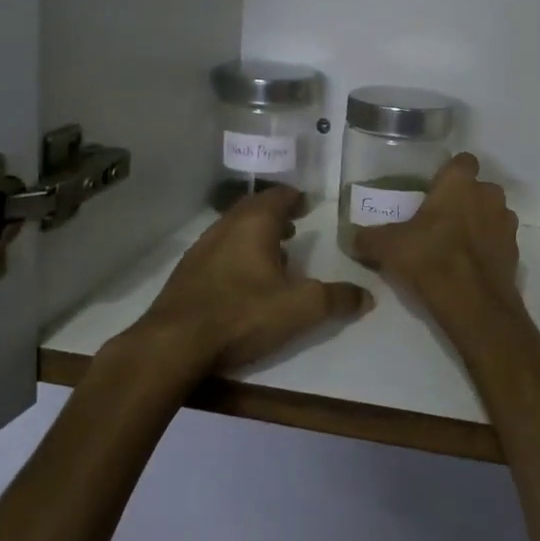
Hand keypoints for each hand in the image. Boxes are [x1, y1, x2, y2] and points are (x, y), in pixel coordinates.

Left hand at [138, 186, 370, 373]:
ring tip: (274, 252)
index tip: (308, 204)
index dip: (296, 197)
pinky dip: (237, 253)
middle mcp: (226, 226)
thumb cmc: (242, 315)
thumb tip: (366, 296)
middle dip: (276, 213)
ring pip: (234, 228)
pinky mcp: (187, 272)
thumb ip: (336, 299)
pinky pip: (219, 249)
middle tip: (294, 225)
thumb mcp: (299, 308)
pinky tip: (244, 279)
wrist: (173, 344)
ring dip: (255, 234)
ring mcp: (202, 248)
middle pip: (254, 208)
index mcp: (255, 224)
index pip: (279, 196)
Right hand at [354, 154, 525, 346]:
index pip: (463, 161)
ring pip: (492, 214)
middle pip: (478, 189)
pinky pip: (499, 241)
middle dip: (464, 200)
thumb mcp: (388, 247)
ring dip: (478, 223)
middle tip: (440, 221)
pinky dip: (487, 248)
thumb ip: (368, 237)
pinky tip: (469, 266)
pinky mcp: (515, 251)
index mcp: (460, 183)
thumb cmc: (430, 258)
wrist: (473, 303)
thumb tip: (350, 236)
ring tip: (455, 245)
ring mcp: (506, 223)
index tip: (435, 190)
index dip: (450, 173)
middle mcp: (489, 195)